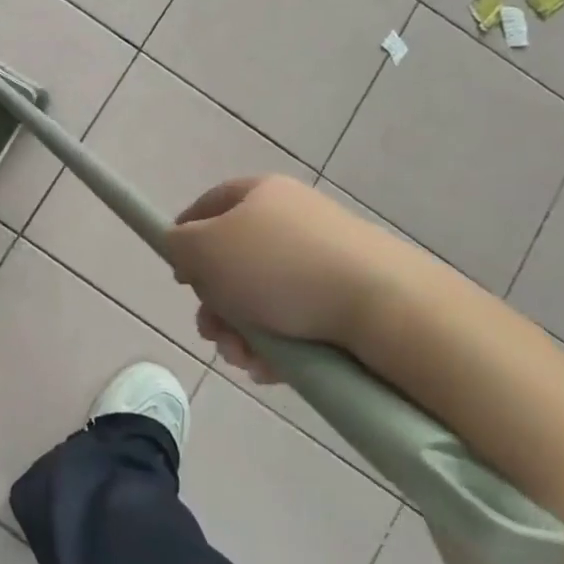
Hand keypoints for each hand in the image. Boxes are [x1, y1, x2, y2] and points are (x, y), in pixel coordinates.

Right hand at [167, 175, 409, 381]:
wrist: (384, 306)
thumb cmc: (279, 268)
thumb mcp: (205, 248)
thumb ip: (178, 244)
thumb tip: (184, 250)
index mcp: (260, 194)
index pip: (209, 204)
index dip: (185, 236)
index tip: (179, 276)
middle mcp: (292, 220)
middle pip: (234, 261)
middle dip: (215, 303)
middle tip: (210, 331)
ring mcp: (324, 260)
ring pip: (262, 299)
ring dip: (241, 333)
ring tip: (242, 359)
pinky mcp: (348, 300)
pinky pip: (297, 322)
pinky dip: (277, 347)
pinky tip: (270, 369)